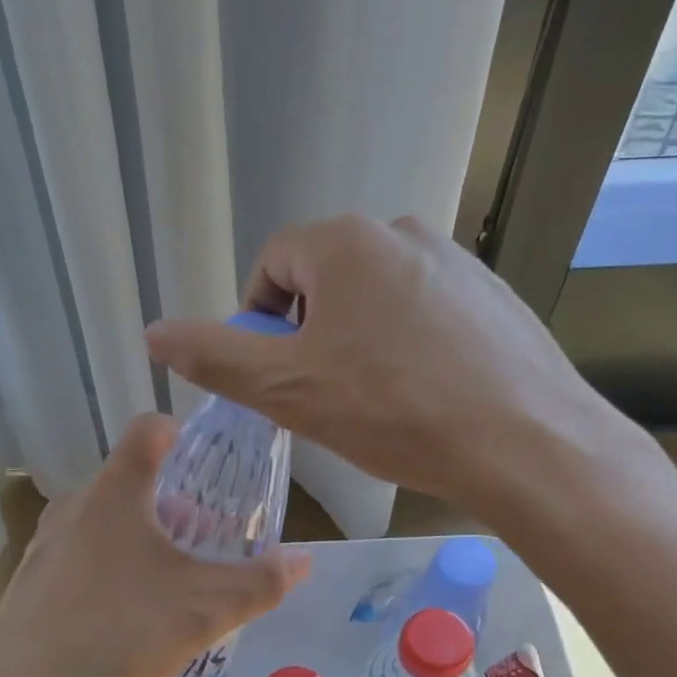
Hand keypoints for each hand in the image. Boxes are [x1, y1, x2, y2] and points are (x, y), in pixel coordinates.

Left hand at [0, 415, 308, 676]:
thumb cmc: (124, 635)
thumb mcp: (206, 610)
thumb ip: (260, 582)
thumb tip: (303, 560)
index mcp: (116, 492)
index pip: (148, 429)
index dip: (180, 434)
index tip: (203, 463)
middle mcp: (74, 504)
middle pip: (128, 479)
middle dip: (169, 501)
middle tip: (199, 540)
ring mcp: (45, 541)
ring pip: (101, 517)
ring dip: (137, 533)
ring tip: (165, 578)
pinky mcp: (29, 577)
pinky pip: (77, 551)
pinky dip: (105, 562)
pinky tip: (121, 611)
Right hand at [144, 214, 653, 528]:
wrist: (524, 443)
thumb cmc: (392, 411)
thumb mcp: (286, 389)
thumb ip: (213, 356)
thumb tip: (152, 333)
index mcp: (346, 242)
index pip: (272, 264)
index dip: (258, 323)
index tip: (273, 375)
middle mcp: (403, 234)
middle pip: (324, 280)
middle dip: (308, 335)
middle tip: (319, 395)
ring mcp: (456, 263)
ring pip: (376, 299)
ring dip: (356, 342)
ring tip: (372, 402)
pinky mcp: (493, 298)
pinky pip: (425, 314)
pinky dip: (407, 347)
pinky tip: (422, 396)